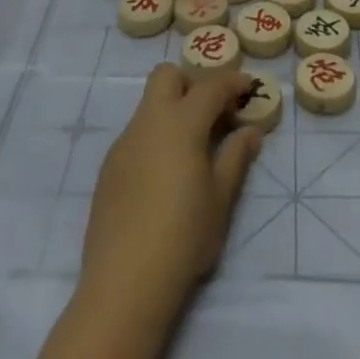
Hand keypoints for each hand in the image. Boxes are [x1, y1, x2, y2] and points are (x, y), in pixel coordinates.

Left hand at [80, 65, 259, 317]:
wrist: (124, 283)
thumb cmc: (184, 236)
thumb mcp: (221, 198)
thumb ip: (236, 157)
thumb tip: (250, 130)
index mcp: (180, 123)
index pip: (210, 86)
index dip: (232, 82)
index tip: (248, 89)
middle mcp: (148, 122)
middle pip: (167, 76)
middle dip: (192, 82)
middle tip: (213, 112)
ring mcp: (124, 143)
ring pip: (149, 105)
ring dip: (173, 110)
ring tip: (193, 148)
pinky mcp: (109, 168)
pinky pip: (137, 134)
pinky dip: (156, 137)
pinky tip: (165, 175)